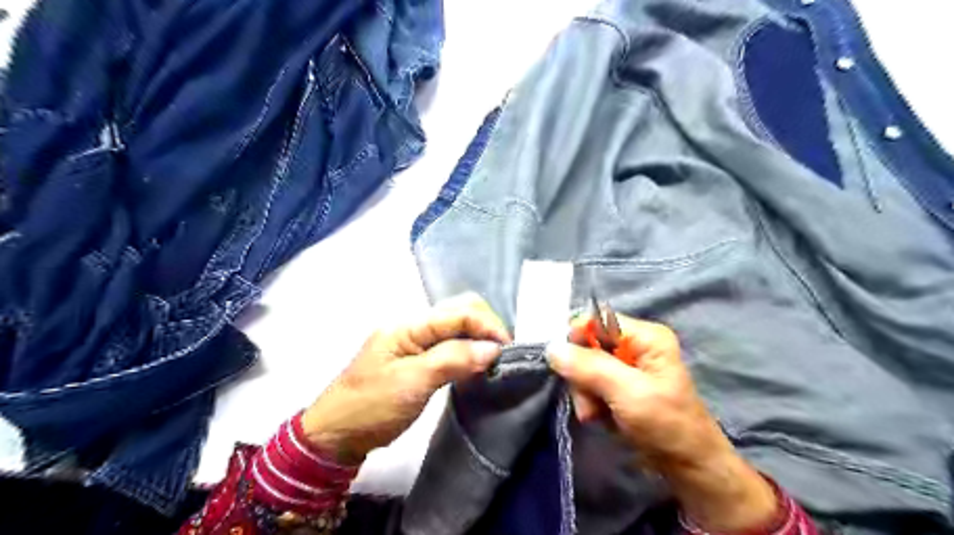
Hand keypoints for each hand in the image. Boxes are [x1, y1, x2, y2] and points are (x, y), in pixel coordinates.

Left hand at [301, 295, 510, 464]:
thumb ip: (453, 359)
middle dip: (485, 328)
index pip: (457, 312)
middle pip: (458, 313)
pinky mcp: (416, 359)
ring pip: (455, 329)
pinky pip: (449, 346)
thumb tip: (492, 349)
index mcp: (408, 325)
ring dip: (478, 340)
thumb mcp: (412, 383)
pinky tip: (476, 365)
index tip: (508, 349)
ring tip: (494, 361)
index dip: (487, 325)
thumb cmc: (371, 407)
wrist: (335, 436)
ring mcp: (414, 343)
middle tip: (502, 355)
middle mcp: (413, 327)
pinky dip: (467, 352)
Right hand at [548, 316, 777, 531]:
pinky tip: (599, 417)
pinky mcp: (620, 385)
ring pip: (585, 366)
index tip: (566, 364)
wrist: (689, 468)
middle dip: (582, 374)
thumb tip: (552, 347)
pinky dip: (590, 401)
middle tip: (589, 400)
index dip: (577, 337)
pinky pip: (591, 383)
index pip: (597, 320)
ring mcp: (627, 366)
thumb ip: (590, 367)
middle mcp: (635, 345)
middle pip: (588, 344)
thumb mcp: (627, 393)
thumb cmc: (665, 425)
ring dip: (584, 392)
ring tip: (595, 414)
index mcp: (645, 336)